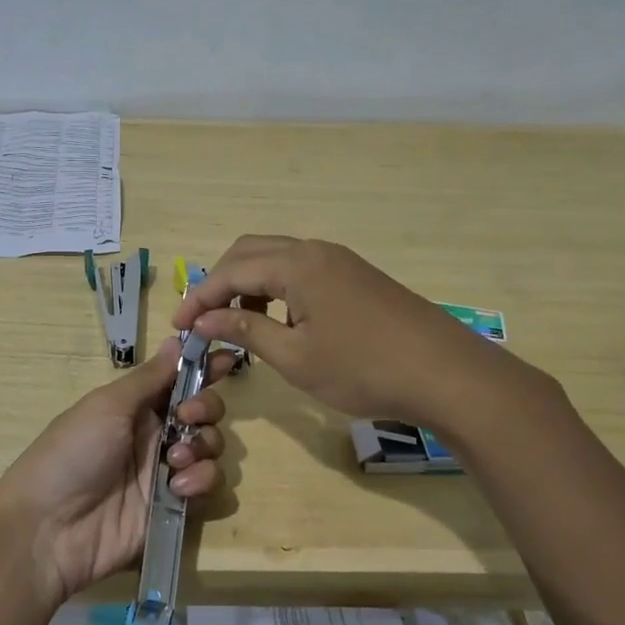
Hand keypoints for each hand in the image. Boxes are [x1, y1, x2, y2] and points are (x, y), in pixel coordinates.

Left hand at [0, 336, 230, 612]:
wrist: (49, 529)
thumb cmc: (72, 453)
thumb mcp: (107, 406)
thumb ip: (149, 377)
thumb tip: (177, 339)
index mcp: (136, 406)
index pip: (179, 380)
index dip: (203, 368)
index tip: (227, 359)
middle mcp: (155, 434)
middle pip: (205, 412)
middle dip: (206, 408)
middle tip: (187, 417)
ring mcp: (166, 472)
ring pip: (212, 448)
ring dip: (204, 447)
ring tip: (175, 460)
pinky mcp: (175, 507)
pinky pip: (209, 487)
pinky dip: (201, 482)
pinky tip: (177, 488)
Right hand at [171, 235, 523, 426]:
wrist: (445, 373)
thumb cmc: (363, 368)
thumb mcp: (295, 357)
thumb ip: (246, 330)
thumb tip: (204, 318)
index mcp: (297, 264)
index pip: (231, 271)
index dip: (199, 297)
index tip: (179, 327)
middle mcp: (316, 251)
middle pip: (251, 252)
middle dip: (220, 282)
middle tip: (204, 319)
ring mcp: (341, 261)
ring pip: (278, 259)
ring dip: (249, 284)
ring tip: (238, 323)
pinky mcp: (357, 277)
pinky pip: (302, 270)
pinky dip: (278, 289)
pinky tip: (281, 321)